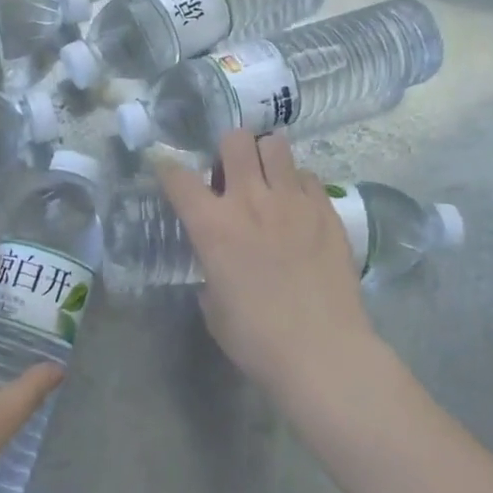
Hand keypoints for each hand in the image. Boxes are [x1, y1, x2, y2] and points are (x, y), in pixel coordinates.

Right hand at [156, 130, 380, 400]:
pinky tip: (297, 207)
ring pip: (276, 145)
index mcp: (212, 225)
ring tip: (267, 179)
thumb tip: (218, 261)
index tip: (167, 170)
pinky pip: (307, 176)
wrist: (322, 352)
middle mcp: (249, 200)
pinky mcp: (326, 210)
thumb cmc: (256, 339)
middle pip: (234, 140)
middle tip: (231, 171)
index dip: (167, 169)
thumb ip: (210, 269)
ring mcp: (292, 200)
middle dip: (227, 148)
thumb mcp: (213, 306)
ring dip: (265, 156)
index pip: (178, 177)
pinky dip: (297, 184)